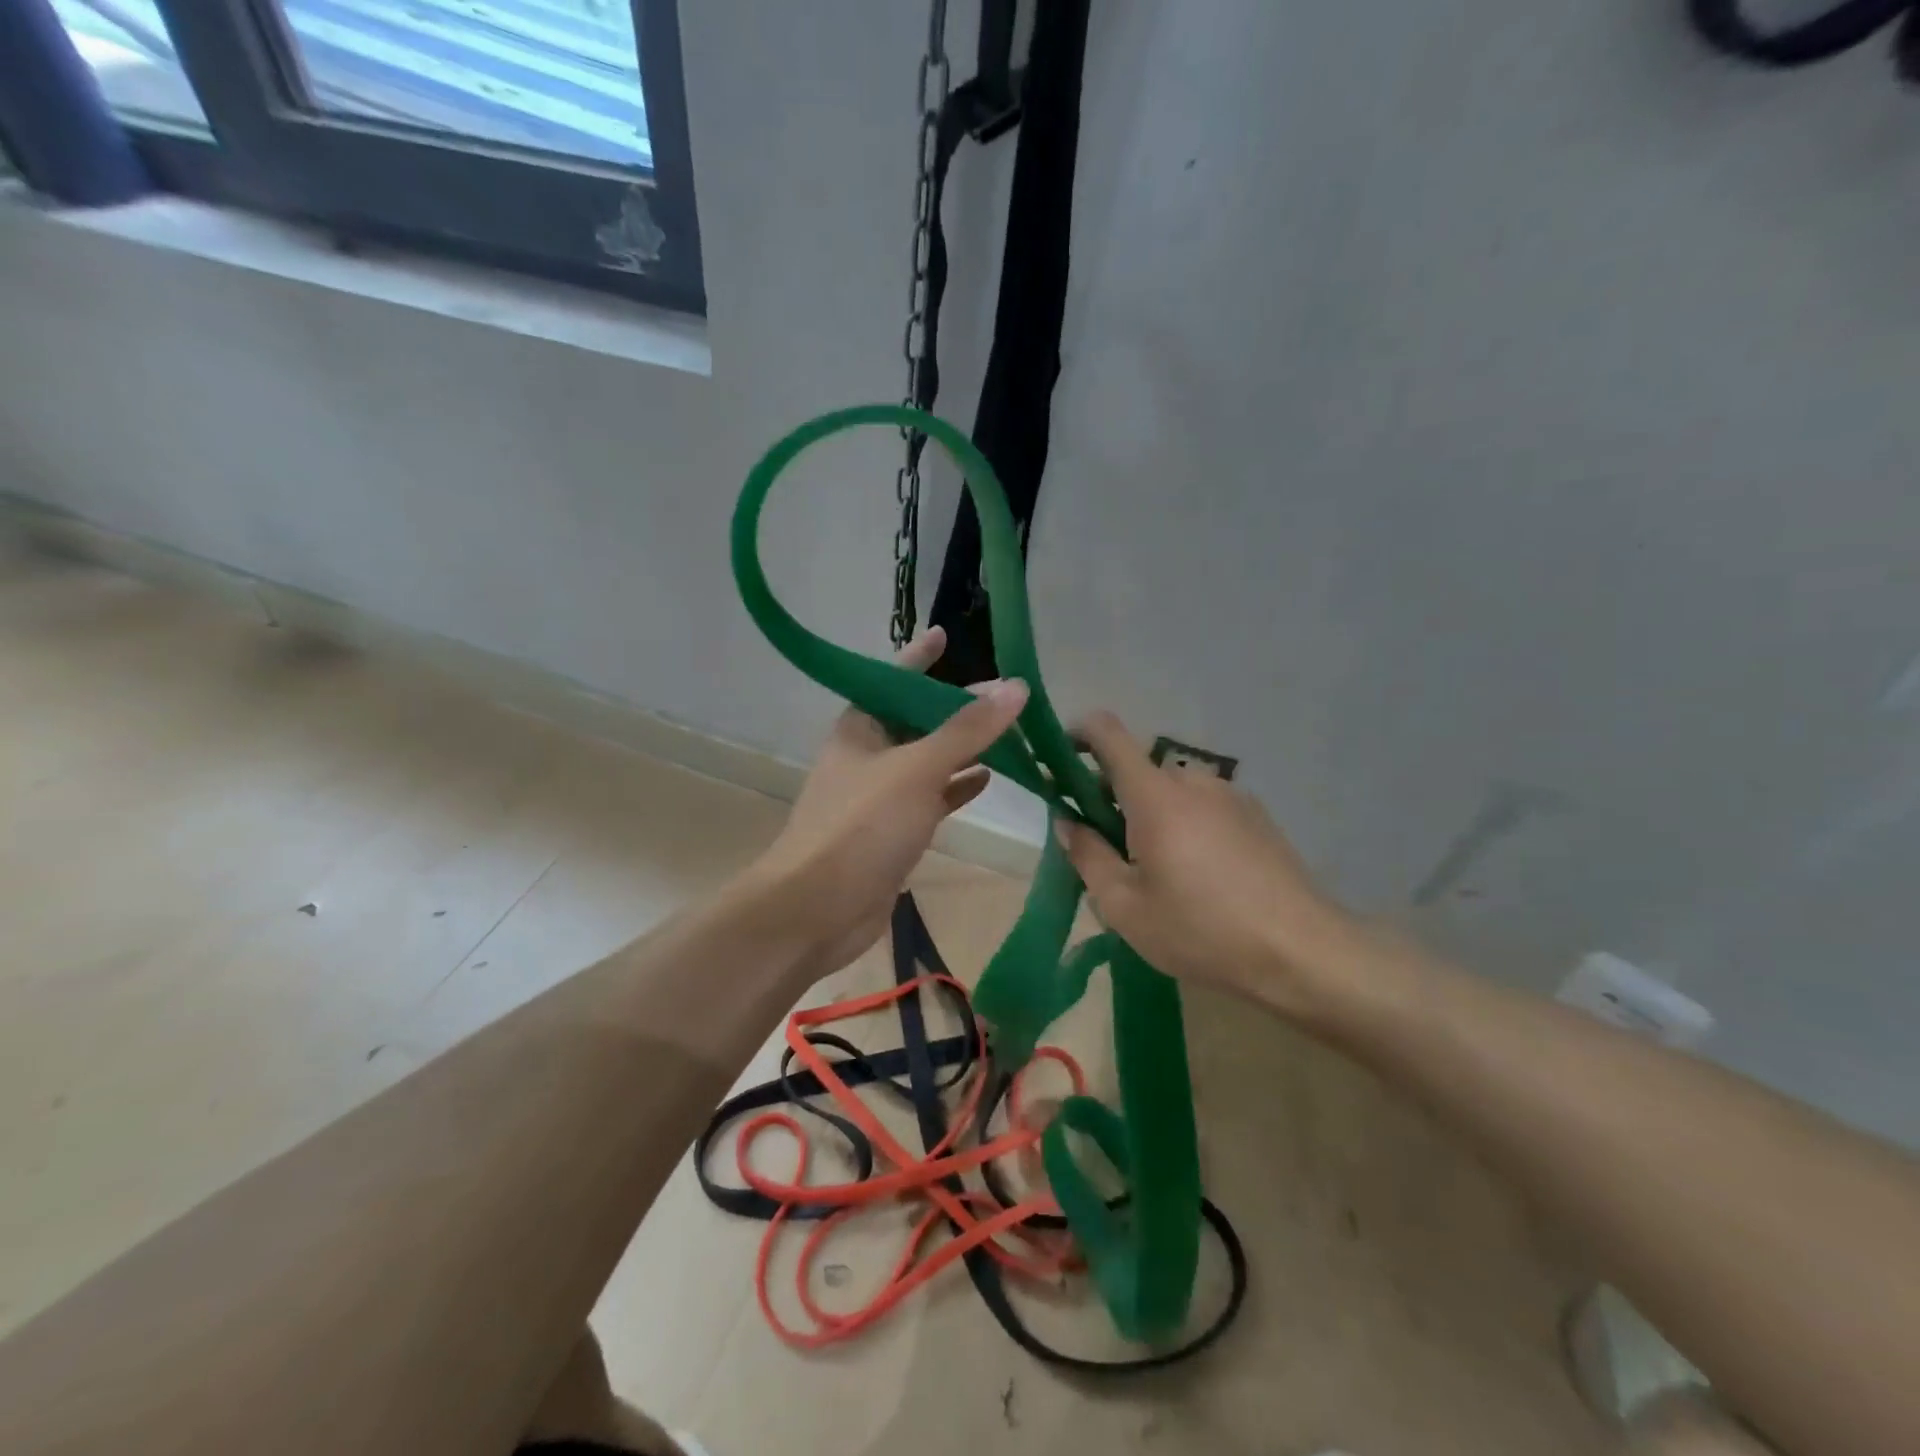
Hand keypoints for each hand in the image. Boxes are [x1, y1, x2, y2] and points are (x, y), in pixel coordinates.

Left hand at [751, 627, 1028, 976]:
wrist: (817, 909)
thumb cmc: (861, 826)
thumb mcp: (918, 768)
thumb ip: (968, 730)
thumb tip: (1015, 687)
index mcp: (860, 727)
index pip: (893, 679)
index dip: (920, 658)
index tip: (946, 635)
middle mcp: (869, 755)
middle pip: (918, 720)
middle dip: (957, 707)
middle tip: (1006, 695)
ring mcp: (881, 796)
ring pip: (929, 760)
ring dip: (964, 748)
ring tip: (1011, 734)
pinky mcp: (894, 832)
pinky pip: (932, 798)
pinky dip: (957, 787)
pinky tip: (990, 779)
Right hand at [1056, 711, 1359, 1015]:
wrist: (1302, 951)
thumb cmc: (1201, 929)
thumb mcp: (1124, 906)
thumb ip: (1086, 856)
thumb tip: (1067, 821)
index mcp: (1154, 795)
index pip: (1107, 732)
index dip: (1076, 733)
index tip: (1059, 762)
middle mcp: (1192, 780)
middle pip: (1136, 771)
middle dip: (1110, 799)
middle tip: (1106, 851)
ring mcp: (1229, 795)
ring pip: (1169, 792)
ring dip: (1149, 816)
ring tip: (1156, 873)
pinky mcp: (1255, 815)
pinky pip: (1201, 806)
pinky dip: (1183, 825)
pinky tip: (1198, 876)